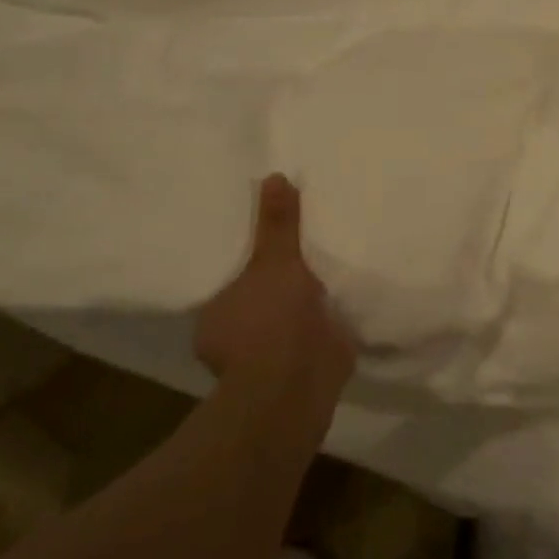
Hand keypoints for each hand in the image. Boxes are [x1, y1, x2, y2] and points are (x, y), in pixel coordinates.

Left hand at [196, 175, 355, 403]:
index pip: (227, 282)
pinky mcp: (303, 368)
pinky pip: (314, 335)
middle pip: (258, 299)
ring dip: (304, 304)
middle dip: (278, 283)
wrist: (300, 382)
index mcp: (215, 316)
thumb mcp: (274, 260)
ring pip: (286, 320)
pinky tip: (343, 299)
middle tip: (301, 250)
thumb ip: (277, 223)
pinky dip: (326, 322)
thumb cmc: (270, 320)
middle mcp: (234, 341)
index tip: (267, 243)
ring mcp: (269, 359)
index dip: (247, 263)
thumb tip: (273, 176)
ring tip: (328, 268)